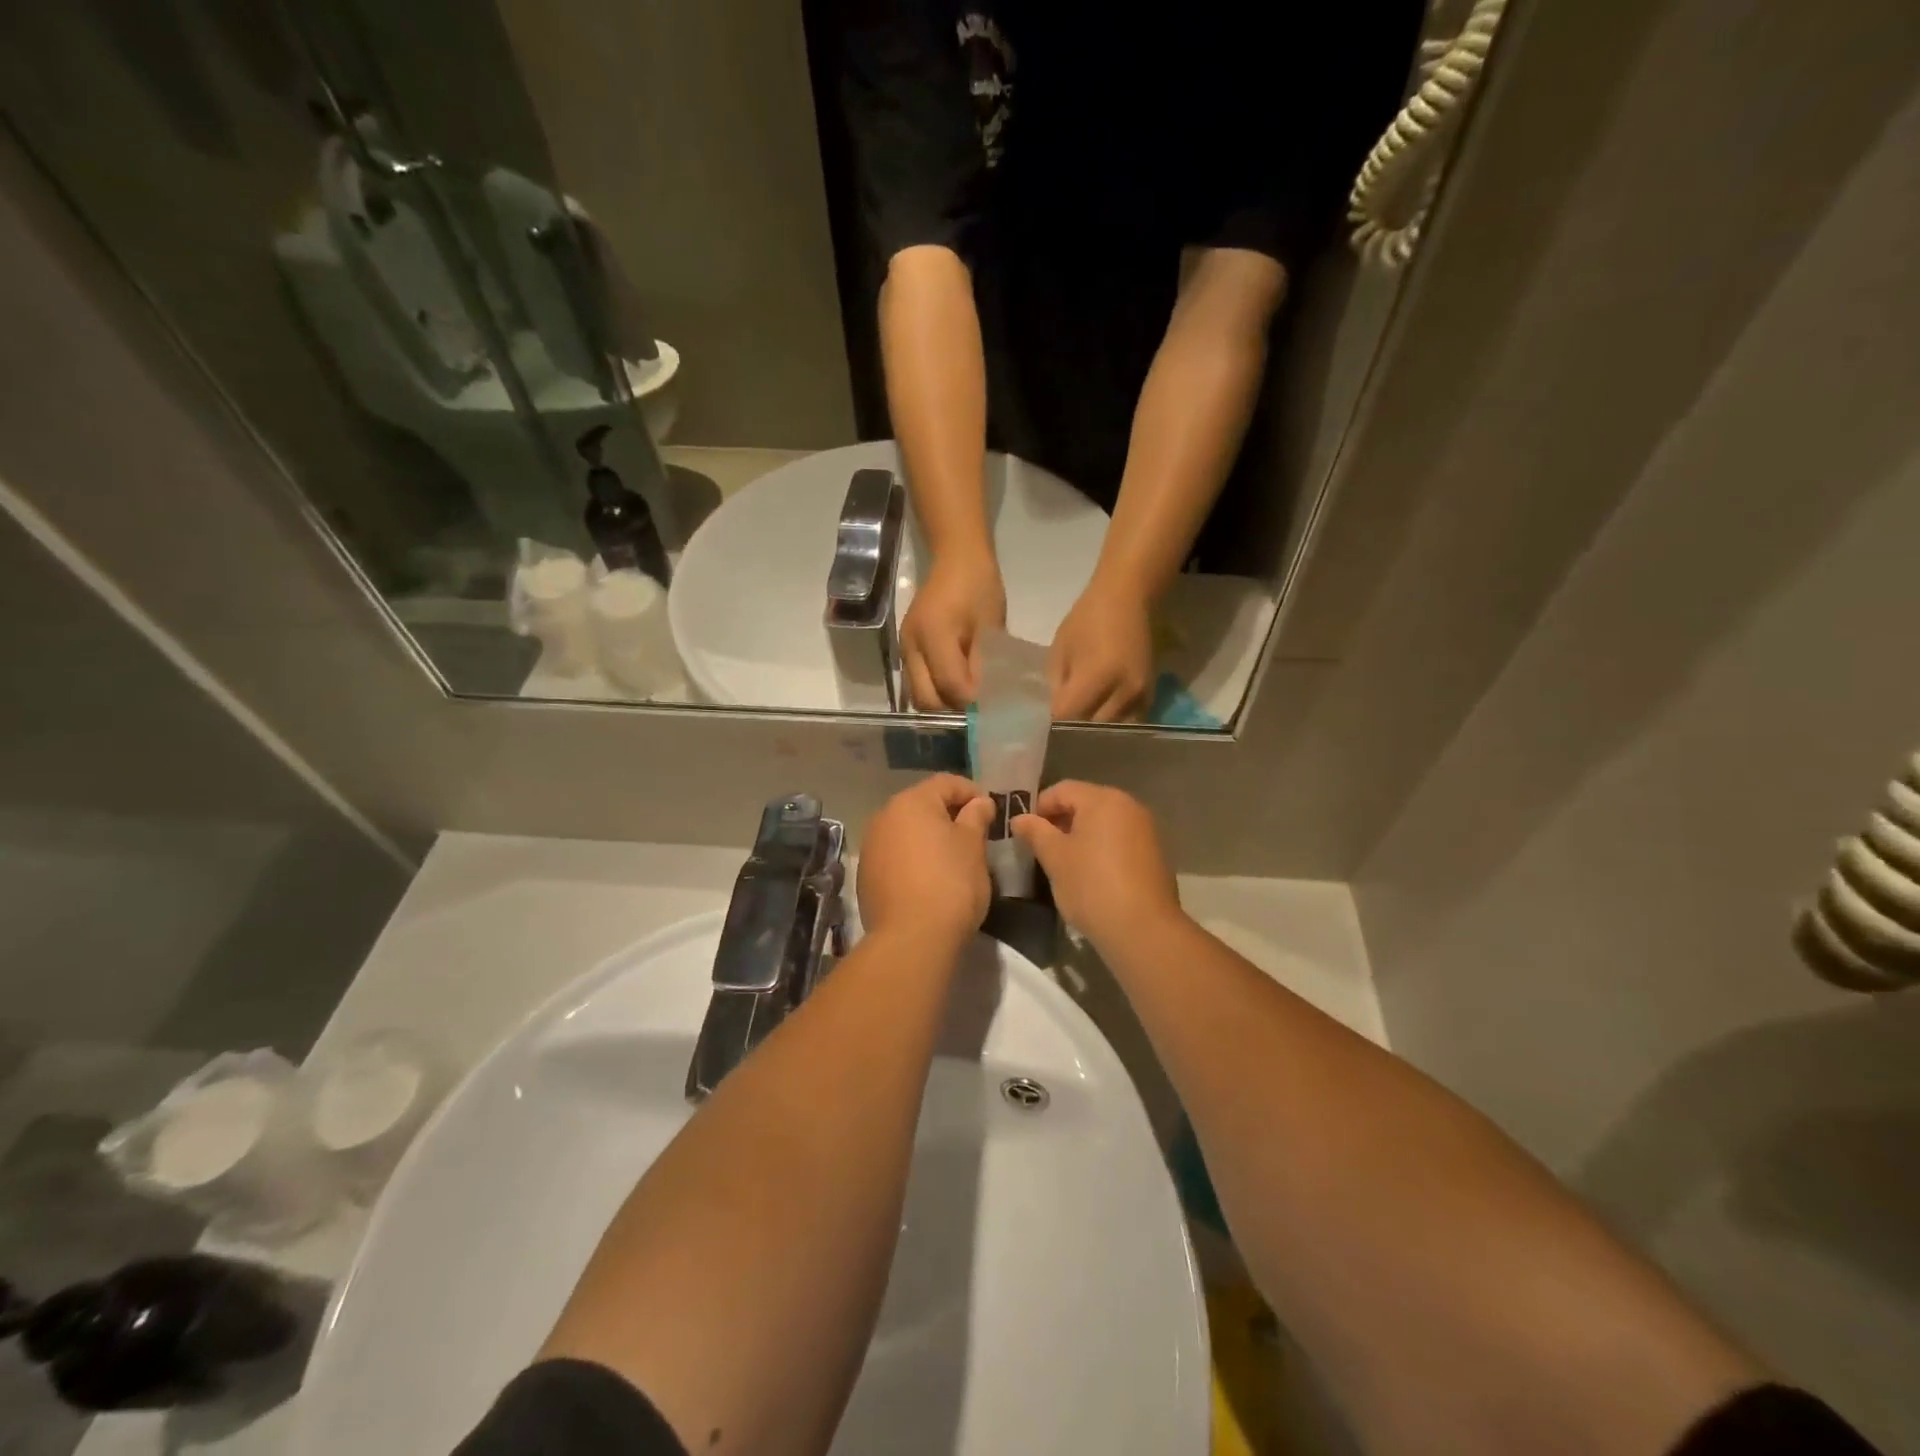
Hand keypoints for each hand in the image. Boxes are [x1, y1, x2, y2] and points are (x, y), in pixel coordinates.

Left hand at [856, 774, 996, 944]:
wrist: (912, 939)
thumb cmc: (951, 883)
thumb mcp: (973, 846)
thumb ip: (976, 817)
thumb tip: (979, 802)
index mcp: (911, 802)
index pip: (946, 783)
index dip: (972, 792)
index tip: (990, 811)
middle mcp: (884, 817)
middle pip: (922, 804)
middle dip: (948, 814)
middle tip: (974, 833)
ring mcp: (871, 847)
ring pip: (906, 830)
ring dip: (928, 837)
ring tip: (952, 857)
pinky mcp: (866, 875)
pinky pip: (895, 855)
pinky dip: (912, 858)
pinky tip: (928, 878)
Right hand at [901, 553, 1005, 710]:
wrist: (956, 558)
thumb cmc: (979, 585)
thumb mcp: (990, 624)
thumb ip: (984, 663)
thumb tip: (984, 700)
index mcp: (933, 633)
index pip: (949, 684)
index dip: (971, 701)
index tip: (992, 706)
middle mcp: (911, 645)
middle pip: (926, 699)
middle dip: (953, 709)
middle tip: (978, 709)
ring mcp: (905, 648)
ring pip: (919, 696)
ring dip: (943, 704)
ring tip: (968, 700)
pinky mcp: (907, 650)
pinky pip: (918, 683)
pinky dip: (937, 692)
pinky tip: (957, 688)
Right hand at [1012, 781, 1181, 947]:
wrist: (1143, 929)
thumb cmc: (1092, 886)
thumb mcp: (1055, 858)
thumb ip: (1035, 832)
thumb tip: (1019, 818)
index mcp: (1103, 799)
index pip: (1062, 789)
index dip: (1039, 807)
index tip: (1025, 833)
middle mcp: (1129, 805)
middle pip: (1086, 803)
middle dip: (1061, 821)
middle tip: (1042, 848)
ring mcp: (1146, 829)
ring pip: (1104, 822)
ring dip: (1081, 836)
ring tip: (1064, 863)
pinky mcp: (1155, 853)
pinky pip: (1120, 839)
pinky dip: (1102, 848)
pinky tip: (1092, 874)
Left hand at [1048, 578, 1154, 721]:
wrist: (1128, 600)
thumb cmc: (1087, 619)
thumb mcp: (1061, 649)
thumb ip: (1057, 684)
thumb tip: (1055, 714)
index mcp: (1098, 675)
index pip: (1069, 715)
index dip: (1053, 723)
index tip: (1043, 725)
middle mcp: (1123, 691)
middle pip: (1092, 728)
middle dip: (1073, 733)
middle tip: (1058, 733)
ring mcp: (1140, 696)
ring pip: (1112, 731)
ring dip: (1094, 733)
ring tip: (1079, 731)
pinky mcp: (1150, 697)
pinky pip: (1129, 724)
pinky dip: (1112, 727)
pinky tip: (1099, 722)